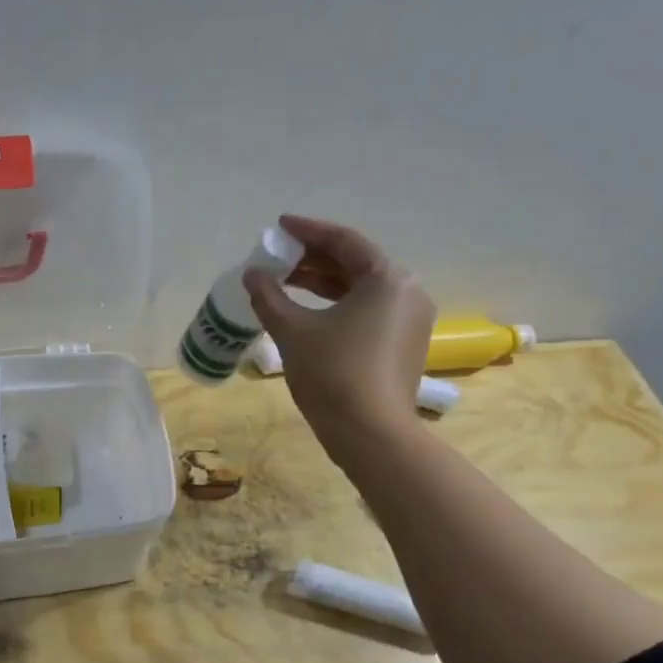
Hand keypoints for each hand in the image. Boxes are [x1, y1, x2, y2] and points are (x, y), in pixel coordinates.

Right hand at [242, 215, 434, 440]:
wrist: (371, 435)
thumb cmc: (333, 374)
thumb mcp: (293, 331)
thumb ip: (269, 296)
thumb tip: (252, 274)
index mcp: (387, 279)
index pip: (344, 241)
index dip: (308, 231)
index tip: (280, 227)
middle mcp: (407, 292)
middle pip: (355, 263)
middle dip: (314, 258)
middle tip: (278, 258)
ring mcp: (409, 320)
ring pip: (361, 289)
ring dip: (323, 283)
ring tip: (286, 283)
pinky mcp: (403, 344)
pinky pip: (368, 310)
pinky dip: (337, 305)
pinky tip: (308, 312)